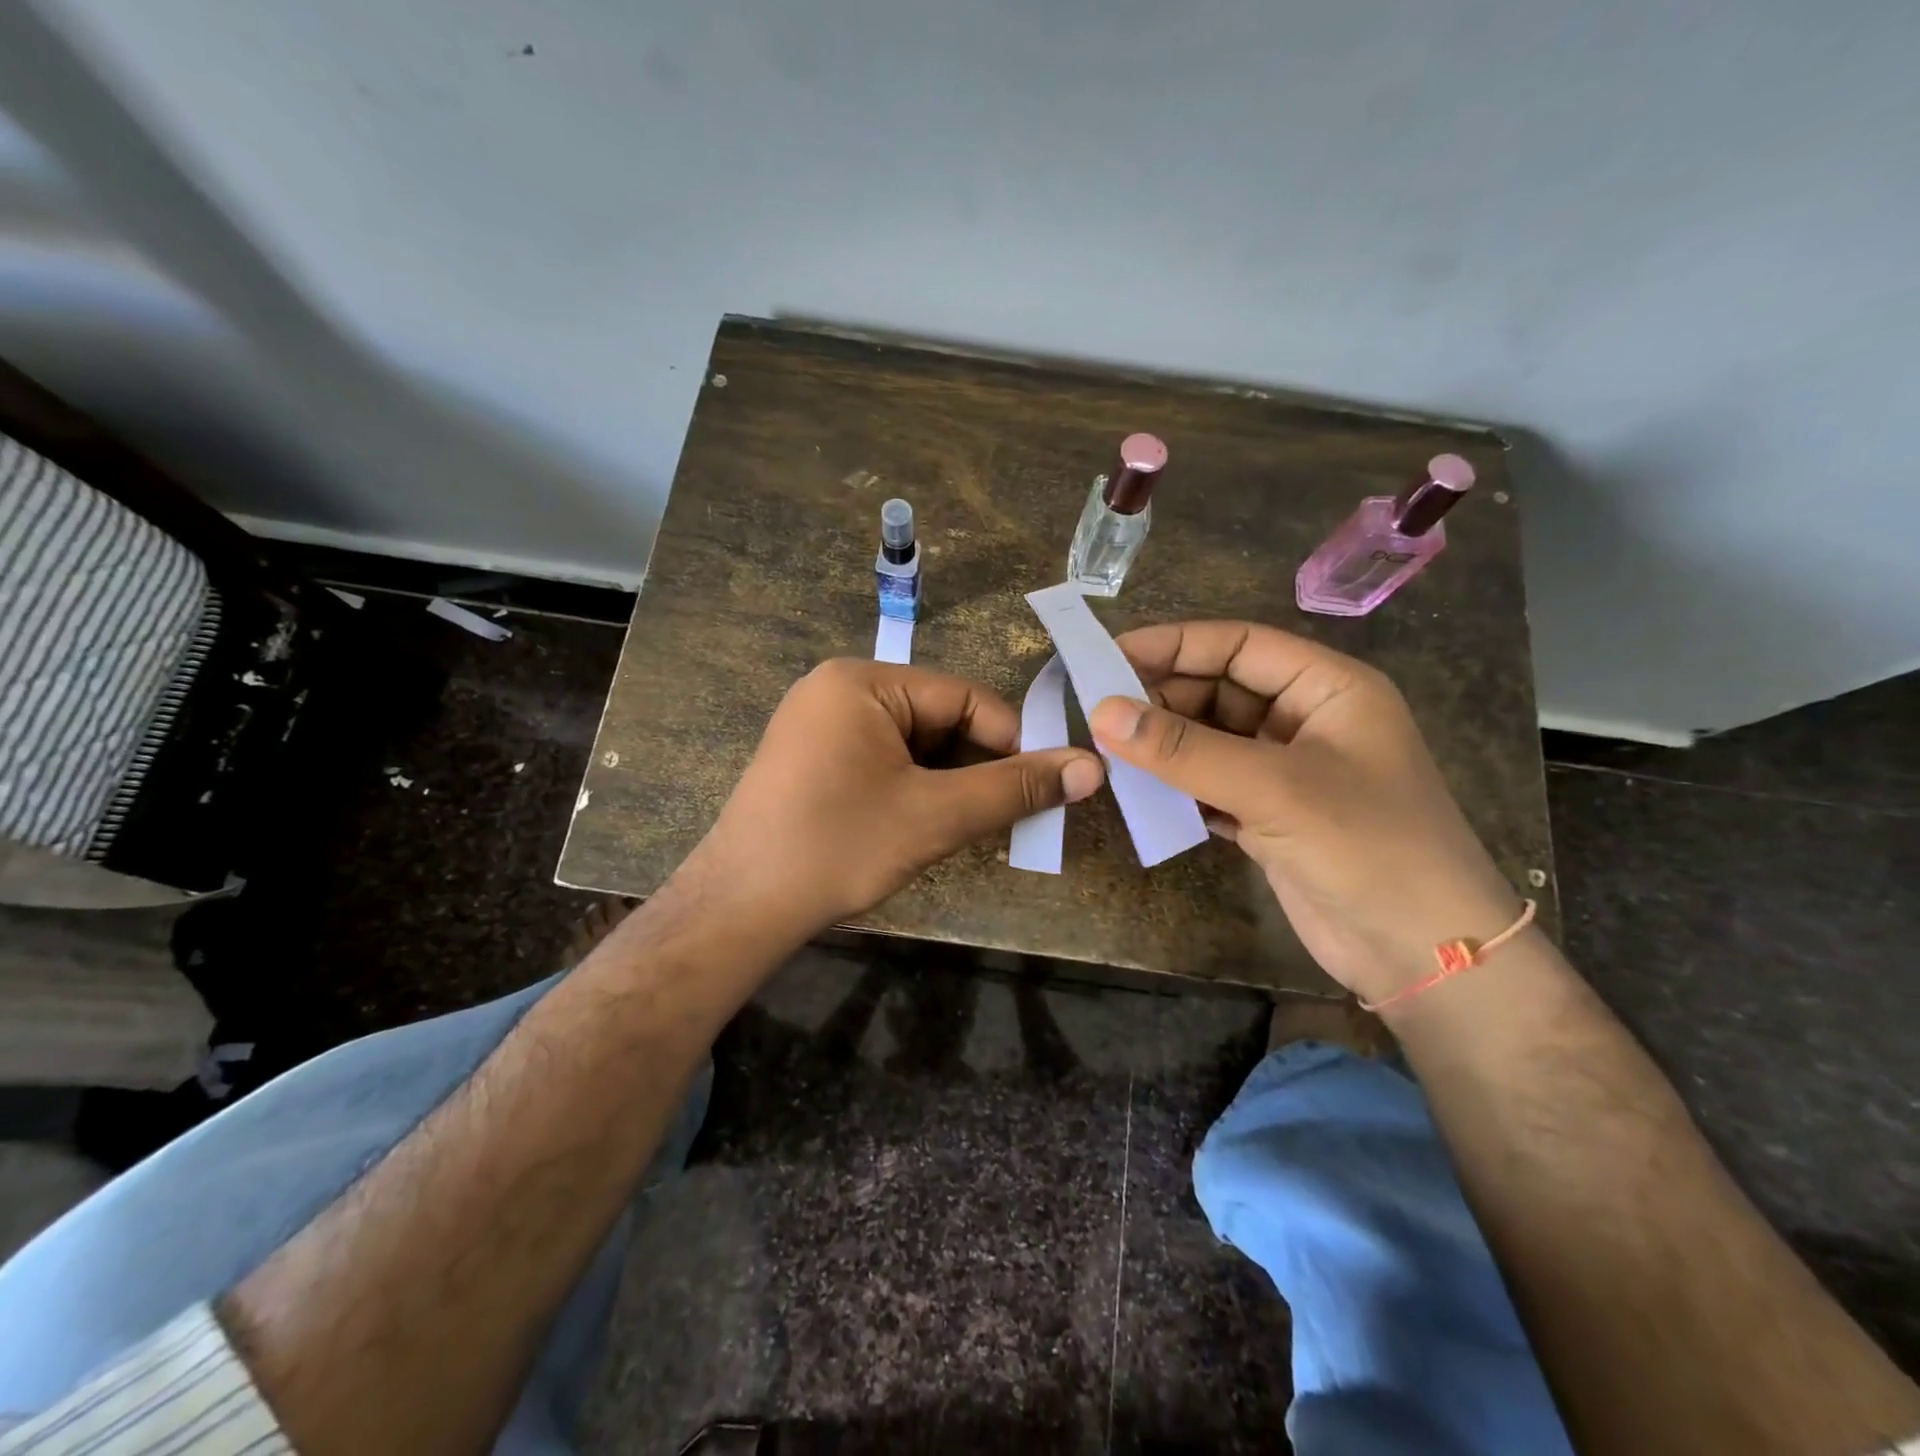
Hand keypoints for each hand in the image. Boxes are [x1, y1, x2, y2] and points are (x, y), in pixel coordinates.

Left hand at [687, 658, 1104, 936]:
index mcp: (863, 681)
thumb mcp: (935, 815)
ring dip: (949, 782)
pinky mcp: (813, 760)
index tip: (1047, 787)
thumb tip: (1092, 768)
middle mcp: (838, 690)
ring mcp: (820, 725)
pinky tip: (929, 824)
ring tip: (974, 825)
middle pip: (938, 719)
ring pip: (913, 745)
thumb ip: (1014, 789)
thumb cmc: (838, 847)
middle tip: (1014, 813)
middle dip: (978, 766)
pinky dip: (915, 788)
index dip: (1013, 741)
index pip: (964, 698)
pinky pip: (883, 761)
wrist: (739, 908)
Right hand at [1088, 621, 1522, 1003]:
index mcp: (1327, 688)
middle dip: (1162, 697)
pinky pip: (1209, 783)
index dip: (1174, 644)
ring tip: (1106, 748)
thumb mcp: (1273, 788)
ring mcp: (1286, 771)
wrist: (1424, 953)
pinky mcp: (1269, 815)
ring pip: (1210, 739)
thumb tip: (1101, 712)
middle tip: (1097, 709)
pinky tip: (1138, 789)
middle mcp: (1306, 720)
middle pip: (1220, 690)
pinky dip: (1176, 784)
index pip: (1239, 645)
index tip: (1108, 654)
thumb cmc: (1366, 847)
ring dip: (1164, 744)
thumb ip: (1184, 750)